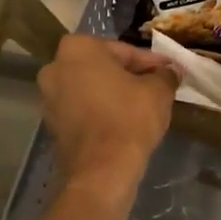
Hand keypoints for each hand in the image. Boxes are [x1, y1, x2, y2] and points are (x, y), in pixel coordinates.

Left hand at [38, 36, 177, 188]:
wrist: (102, 170)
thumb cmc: (129, 118)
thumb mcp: (158, 91)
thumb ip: (165, 74)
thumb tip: (172, 70)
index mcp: (78, 49)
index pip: (124, 51)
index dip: (151, 62)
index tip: (169, 70)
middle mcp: (55, 67)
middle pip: (103, 67)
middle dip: (129, 75)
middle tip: (156, 85)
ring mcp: (49, 98)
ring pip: (91, 88)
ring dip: (114, 93)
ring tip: (143, 105)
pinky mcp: (52, 125)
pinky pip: (82, 109)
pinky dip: (100, 111)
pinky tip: (123, 121)